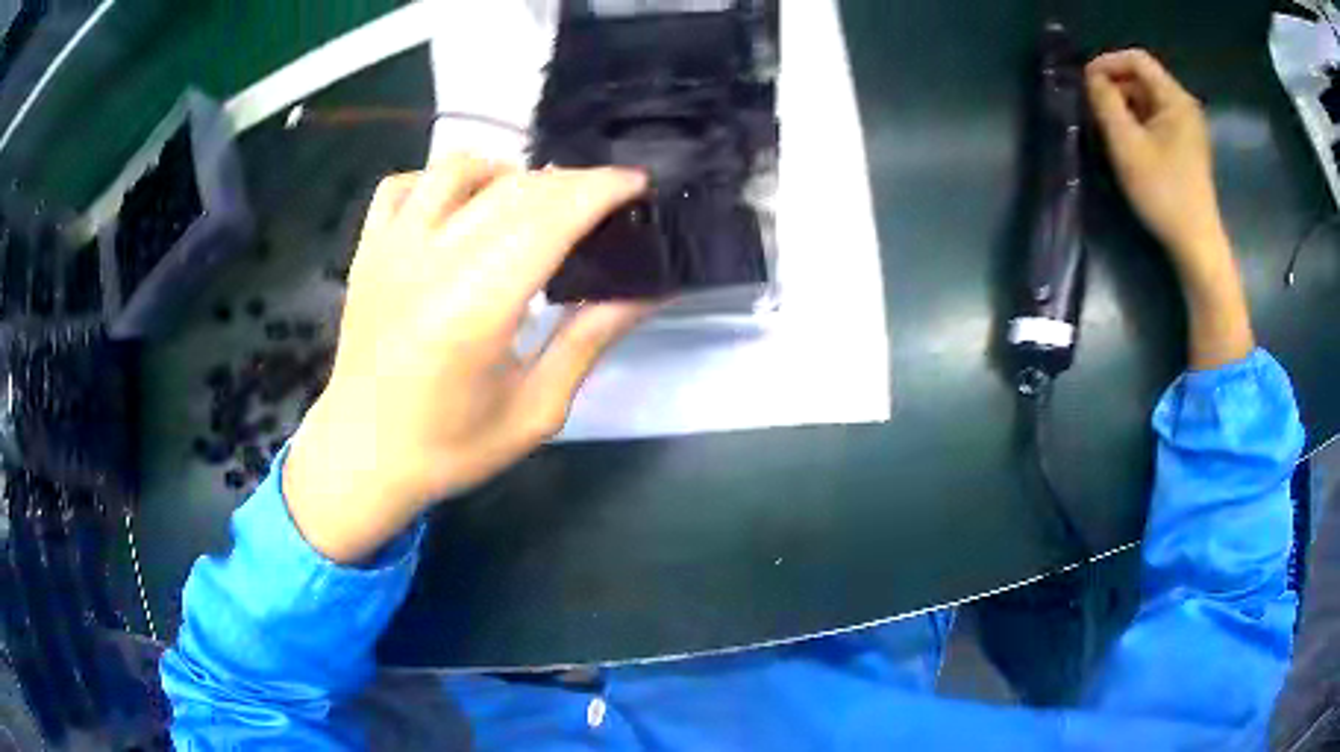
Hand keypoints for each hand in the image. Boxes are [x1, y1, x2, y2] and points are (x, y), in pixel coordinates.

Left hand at [285, 155, 649, 562]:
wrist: (363, 457)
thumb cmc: (450, 447)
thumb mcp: (535, 410)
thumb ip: (589, 341)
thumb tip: (646, 293)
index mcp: (475, 308)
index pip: (549, 219)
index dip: (600, 190)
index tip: (636, 183)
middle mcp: (430, 262)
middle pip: (514, 189)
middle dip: (570, 183)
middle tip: (601, 201)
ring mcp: (391, 249)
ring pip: (457, 170)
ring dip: (507, 173)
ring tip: (531, 203)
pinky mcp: (367, 250)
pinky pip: (404, 185)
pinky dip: (441, 181)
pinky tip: (460, 206)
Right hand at [1087, 49, 1252, 369]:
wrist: (1197, 247)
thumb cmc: (1164, 194)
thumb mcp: (1127, 144)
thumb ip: (1105, 102)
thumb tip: (1092, 78)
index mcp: (1175, 99)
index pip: (1136, 59)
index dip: (1108, 63)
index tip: (1086, 83)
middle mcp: (1185, 107)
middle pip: (1143, 78)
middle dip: (1115, 86)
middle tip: (1093, 108)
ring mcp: (1188, 128)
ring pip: (1148, 100)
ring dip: (1124, 106)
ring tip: (1106, 127)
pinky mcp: (1187, 148)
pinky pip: (1157, 119)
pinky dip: (1138, 122)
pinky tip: (1127, 142)